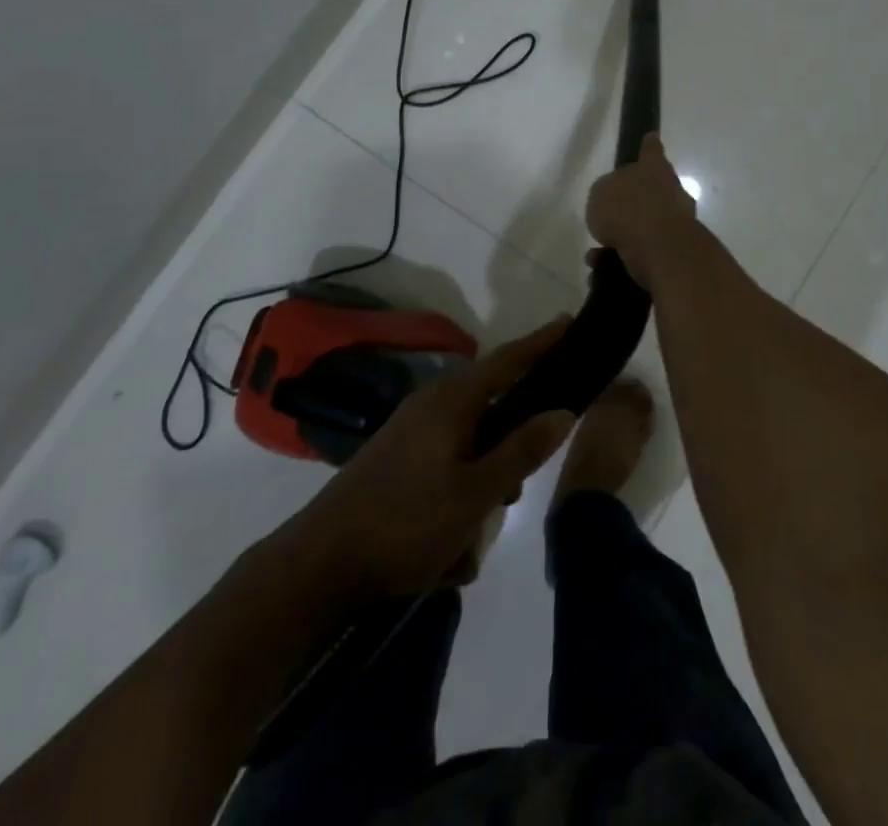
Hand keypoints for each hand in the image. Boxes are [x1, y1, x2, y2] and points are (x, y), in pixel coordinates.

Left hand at [269, 319, 576, 599]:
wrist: (316, 567)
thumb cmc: (405, 524)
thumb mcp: (476, 494)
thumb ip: (522, 450)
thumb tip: (563, 410)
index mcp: (453, 400)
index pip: (510, 359)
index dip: (543, 342)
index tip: (571, 322)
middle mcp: (431, 403)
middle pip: (492, 405)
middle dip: (512, 442)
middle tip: (521, 482)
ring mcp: (410, 431)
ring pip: (470, 444)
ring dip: (483, 481)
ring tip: (475, 532)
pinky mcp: (396, 459)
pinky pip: (446, 465)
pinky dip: (458, 496)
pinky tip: (450, 548)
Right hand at [585, 133, 699, 288]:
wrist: (659, 247)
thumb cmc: (626, 209)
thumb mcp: (600, 193)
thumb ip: (606, 193)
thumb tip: (614, 200)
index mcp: (653, 168)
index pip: (651, 151)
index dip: (648, 146)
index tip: (651, 138)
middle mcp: (670, 190)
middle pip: (652, 190)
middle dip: (633, 204)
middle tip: (610, 216)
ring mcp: (677, 220)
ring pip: (646, 225)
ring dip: (624, 237)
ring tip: (598, 252)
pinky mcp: (675, 249)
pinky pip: (645, 251)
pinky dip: (625, 258)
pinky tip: (603, 268)